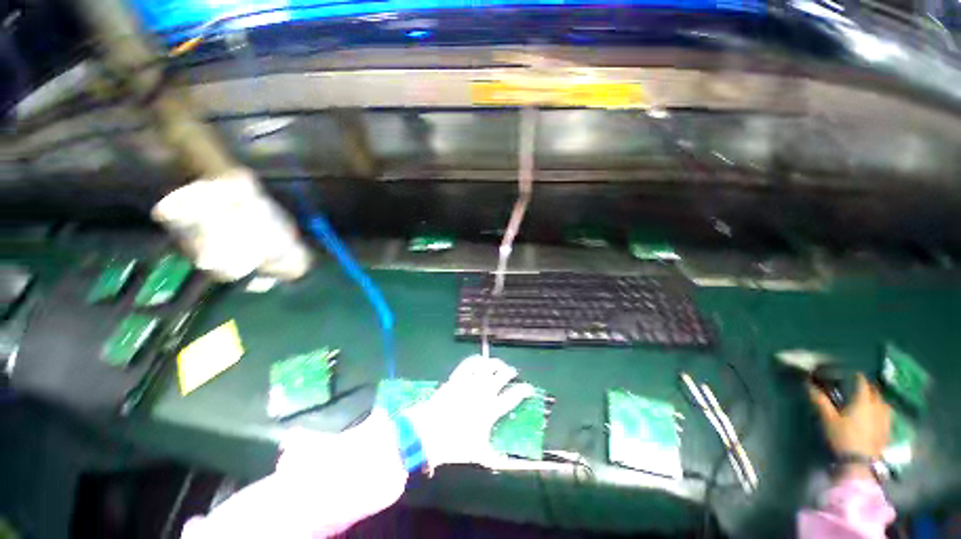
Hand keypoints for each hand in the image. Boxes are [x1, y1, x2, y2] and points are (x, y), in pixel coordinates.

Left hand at [404, 355, 534, 469]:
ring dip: (496, 363)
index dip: (524, 390)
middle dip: (510, 372)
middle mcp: (484, 391)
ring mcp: (470, 382)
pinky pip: (469, 363)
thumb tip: (505, 463)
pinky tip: (480, 361)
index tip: (529, 388)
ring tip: (498, 365)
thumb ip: (493, 457)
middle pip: (503, 375)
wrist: (428, 432)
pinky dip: (476, 359)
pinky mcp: (457, 377)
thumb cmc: (454, 444)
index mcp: (491, 409)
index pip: (513, 396)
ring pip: (488, 365)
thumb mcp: (477, 453)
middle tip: (512, 374)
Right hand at [808, 374, 891, 479]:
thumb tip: (808, 383)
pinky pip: (887, 415)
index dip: (856, 376)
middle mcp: (877, 406)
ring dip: (877, 398)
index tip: (850, 373)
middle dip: (868, 387)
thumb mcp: (827, 418)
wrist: (858, 462)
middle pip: (875, 391)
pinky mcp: (887, 430)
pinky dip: (882, 411)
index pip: (862, 382)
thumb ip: (820, 400)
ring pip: (883, 403)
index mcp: (863, 400)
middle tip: (858, 386)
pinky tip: (877, 415)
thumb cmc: (842, 436)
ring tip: (870, 400)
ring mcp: (885, 419)